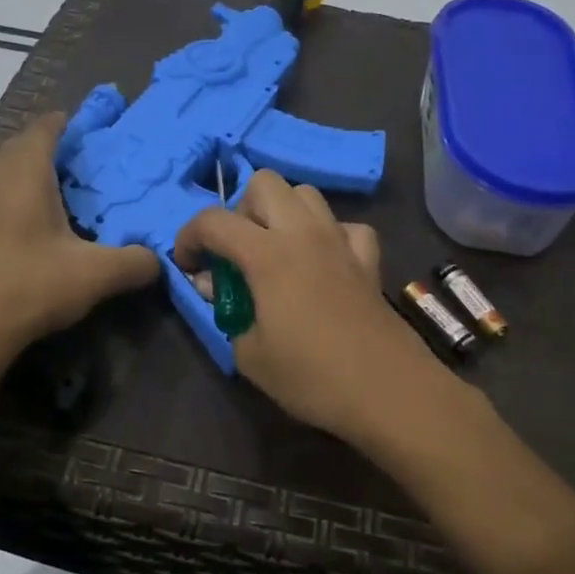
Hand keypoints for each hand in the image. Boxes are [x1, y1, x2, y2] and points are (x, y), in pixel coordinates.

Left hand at [0, 114, 159, 359]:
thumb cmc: (31, 287)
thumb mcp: (96, 276)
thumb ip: (134, 263)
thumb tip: (158, 261)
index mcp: (23, 172)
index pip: (43, 129)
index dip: (60, 125)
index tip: (74, 128)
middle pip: (7, 149)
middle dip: (30, 154)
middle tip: (55, 175)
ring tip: (8, 201)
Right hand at [174, 170, 442, 437]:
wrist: (387, 390)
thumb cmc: (310, 376)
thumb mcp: (250, 354)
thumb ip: (227, 309)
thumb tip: (215, 285)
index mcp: (268, 254)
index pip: (214, 221)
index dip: (188, 237)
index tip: (187, 266)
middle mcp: (304, 233)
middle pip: (264, 183)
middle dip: (241, 210)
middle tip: (237, 253)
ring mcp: (340, 241)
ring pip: (306, 194)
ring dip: (283, 213)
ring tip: (276, 252)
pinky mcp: (368, 259)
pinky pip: (345, 226)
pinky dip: (328, 235)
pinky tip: (323, 263)